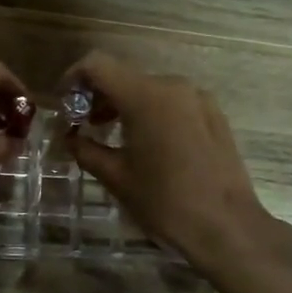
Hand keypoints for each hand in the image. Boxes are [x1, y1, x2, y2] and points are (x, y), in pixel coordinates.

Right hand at [58, 51, 274, 265]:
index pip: (97, 65)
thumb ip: (86, 149)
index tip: (64, 103)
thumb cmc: (165, 203)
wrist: (227, 227)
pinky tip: (147, 144)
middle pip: (123, 76)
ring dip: (124, 104)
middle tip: (83, 126)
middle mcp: (172, 86)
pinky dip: (150, 112)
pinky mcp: (214, 114)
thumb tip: (70, 138)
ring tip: (111, 136)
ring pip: (149, 89)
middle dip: (98, 95)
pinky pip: (172, 102)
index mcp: (145, 96)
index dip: (73, 77)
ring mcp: (197, 98)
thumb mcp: (116, 178)